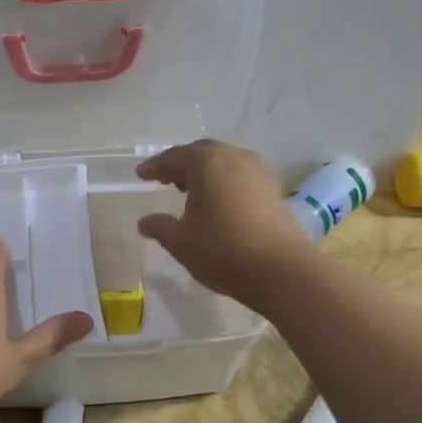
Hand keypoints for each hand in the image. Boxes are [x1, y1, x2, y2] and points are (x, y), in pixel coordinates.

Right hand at [135, 140, 314, 307]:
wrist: (280, 270)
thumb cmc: (222, 250)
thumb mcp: (181, 242)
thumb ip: (159, 227)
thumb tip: (144, 223)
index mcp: (207, 162)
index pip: (174, 157)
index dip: (155, 166)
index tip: (141, 174)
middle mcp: (234, 157)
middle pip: (202, 153)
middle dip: (181, 165)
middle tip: (165, 179)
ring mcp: (258, 171)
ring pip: (224, 162)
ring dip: (205, 172)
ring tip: (190, 191)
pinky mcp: (273, 188)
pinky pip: (240, 175)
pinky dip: (224, 181)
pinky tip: (218, 201)